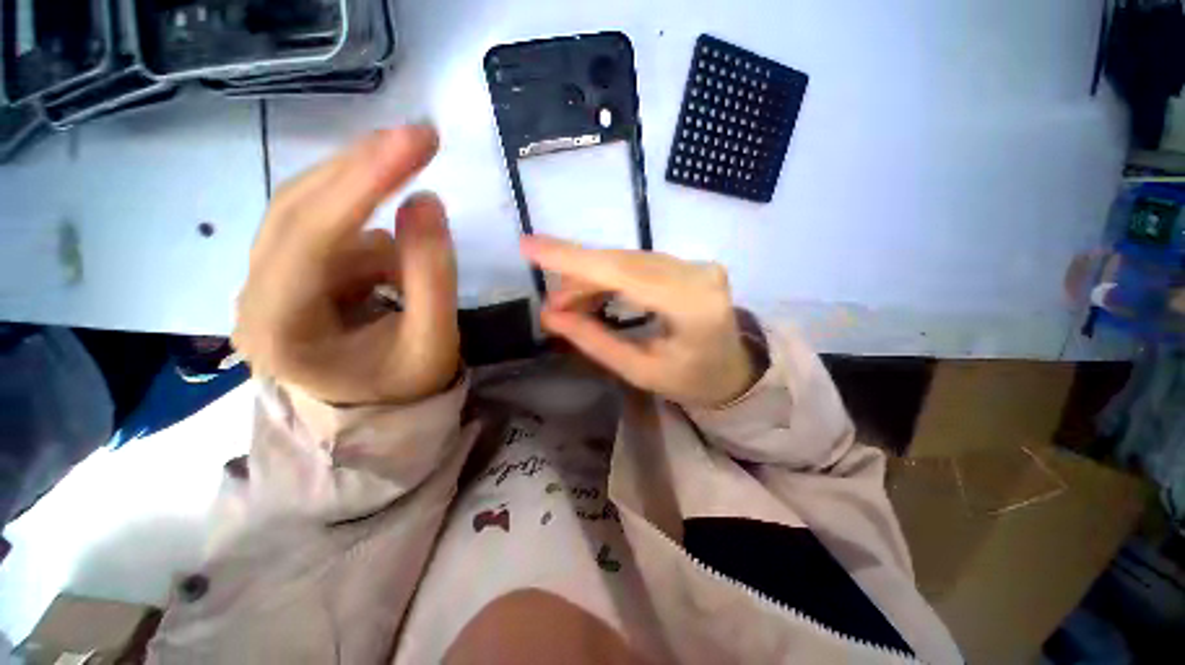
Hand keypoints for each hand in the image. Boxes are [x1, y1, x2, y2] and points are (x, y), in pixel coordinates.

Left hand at [233, 125, 459, 404]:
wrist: (377, 408)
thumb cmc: (405, 386)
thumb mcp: (433, 340)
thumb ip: (433, 276)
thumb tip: (426, 201)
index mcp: (281, 329)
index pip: (310, 238)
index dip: (362, 184)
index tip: (413, 143)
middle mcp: (255, 295)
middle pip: (297, 207)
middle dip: (361, 167)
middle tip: (419, 137)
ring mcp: (266, 279)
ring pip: (307, 208)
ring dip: (364, 192)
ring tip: (417, 202)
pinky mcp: (286, 270)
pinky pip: (325, 225)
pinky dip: (366, 221)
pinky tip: (395, 256)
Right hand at [520, 236, 757, 406]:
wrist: (734, 369)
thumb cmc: (691, 380)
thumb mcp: (640, 371)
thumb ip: (595, 341)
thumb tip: (550, 317)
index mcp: (692, 307)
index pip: (623, 272)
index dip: (573, 259)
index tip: (529, 246)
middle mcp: (697, 274)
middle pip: (622, 263)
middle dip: (578, 278)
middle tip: (552, 304)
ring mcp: (697, 264)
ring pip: (627, 260)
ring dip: (592, 278)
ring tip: (569, 305)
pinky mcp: (689, 263)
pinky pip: (638, 263)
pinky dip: (610, 276)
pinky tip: (594, 295)